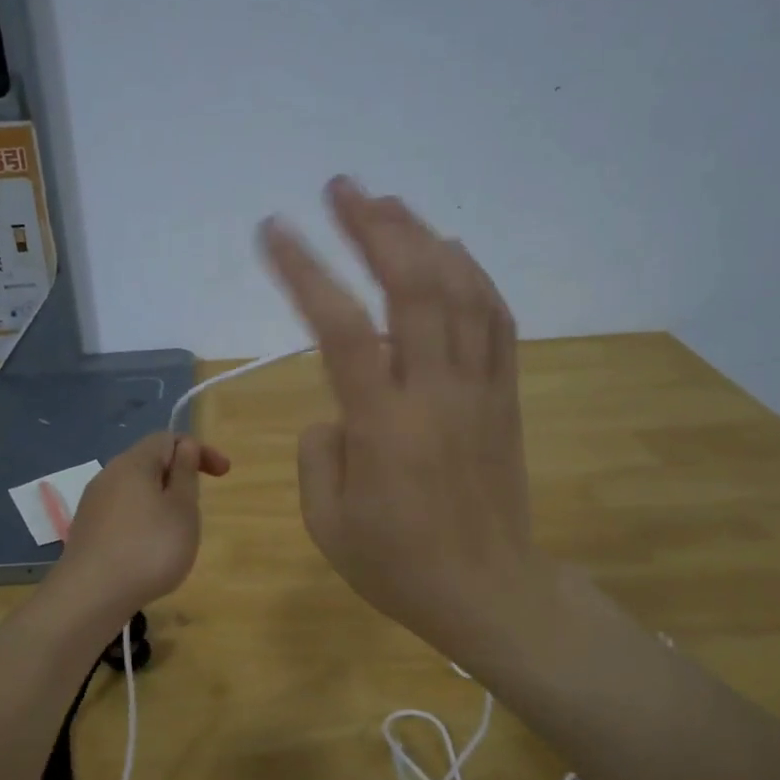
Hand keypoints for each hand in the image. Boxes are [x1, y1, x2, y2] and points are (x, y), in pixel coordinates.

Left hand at [48, 432, 230, 622]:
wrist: (90, 596)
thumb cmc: (148, 548)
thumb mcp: (182, 509)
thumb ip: (185, 473)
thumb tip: (184, 447)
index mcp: (133, 463)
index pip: (167, 438)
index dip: (199, 450)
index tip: (224, 474)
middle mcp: (108, 476)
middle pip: (149, 463)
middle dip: (179, 478)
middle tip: (198, 507)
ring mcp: (94, 504)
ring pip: (136, 491)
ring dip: (162, 503)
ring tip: (177, 534)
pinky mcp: (88, 531)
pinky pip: (123, 514)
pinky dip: (144, 522)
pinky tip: (149, 552)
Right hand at [261, 177, 537, 654]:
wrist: (489, 591)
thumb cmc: (397, 565)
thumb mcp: (327, 522)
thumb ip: (319, 452)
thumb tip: (340, 410)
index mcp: (382, 426)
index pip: (341, 327)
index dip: (306, 270)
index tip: (275, 230)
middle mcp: (434, 392)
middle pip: (413, 287)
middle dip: (375, 228)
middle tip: (342, 188)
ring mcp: (477, 389)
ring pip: (460, 293)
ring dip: (423, 238)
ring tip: (389, 204)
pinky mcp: (504, 396)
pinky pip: (496, 321)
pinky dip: (473, 275)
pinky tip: (450, 250)